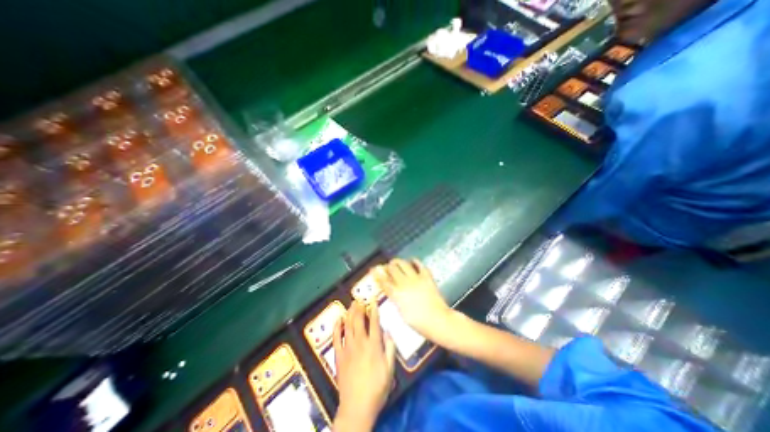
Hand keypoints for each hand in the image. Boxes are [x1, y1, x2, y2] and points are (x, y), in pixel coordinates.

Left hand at [333, 300, 392, 431]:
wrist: (357, 407)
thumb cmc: (377, 388)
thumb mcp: (390, 369)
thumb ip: (390, 348)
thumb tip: (387, 331)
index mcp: (374, 345)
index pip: (374, 322)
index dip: (374, 309)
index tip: (373, 299)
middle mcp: (360, 342)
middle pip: (358, 320)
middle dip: (359, 308)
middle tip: (359, 299)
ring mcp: (348, 348)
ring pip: (348, 325)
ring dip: (349, 313)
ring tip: (351, 304)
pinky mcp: (339, 356)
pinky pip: (336, 338)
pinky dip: (337, 327)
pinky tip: (338, 319)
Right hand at [372, 260, 452, 344]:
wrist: (437, 320)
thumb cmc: (418, 322)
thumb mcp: (402, 313)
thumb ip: (396, 300)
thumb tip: (392, 292)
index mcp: (397, 294)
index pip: (384, 281)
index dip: (377, 275)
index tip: (373, 269)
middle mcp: (404, 283)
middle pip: (393, 269)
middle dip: (388, 266)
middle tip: (387, 266)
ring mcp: (416, 278)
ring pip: (403, 264)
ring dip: (398, 261)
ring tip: (396, 261)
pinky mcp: (426, 276)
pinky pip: (419, 265)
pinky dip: (415, 261)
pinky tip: (412, 261)